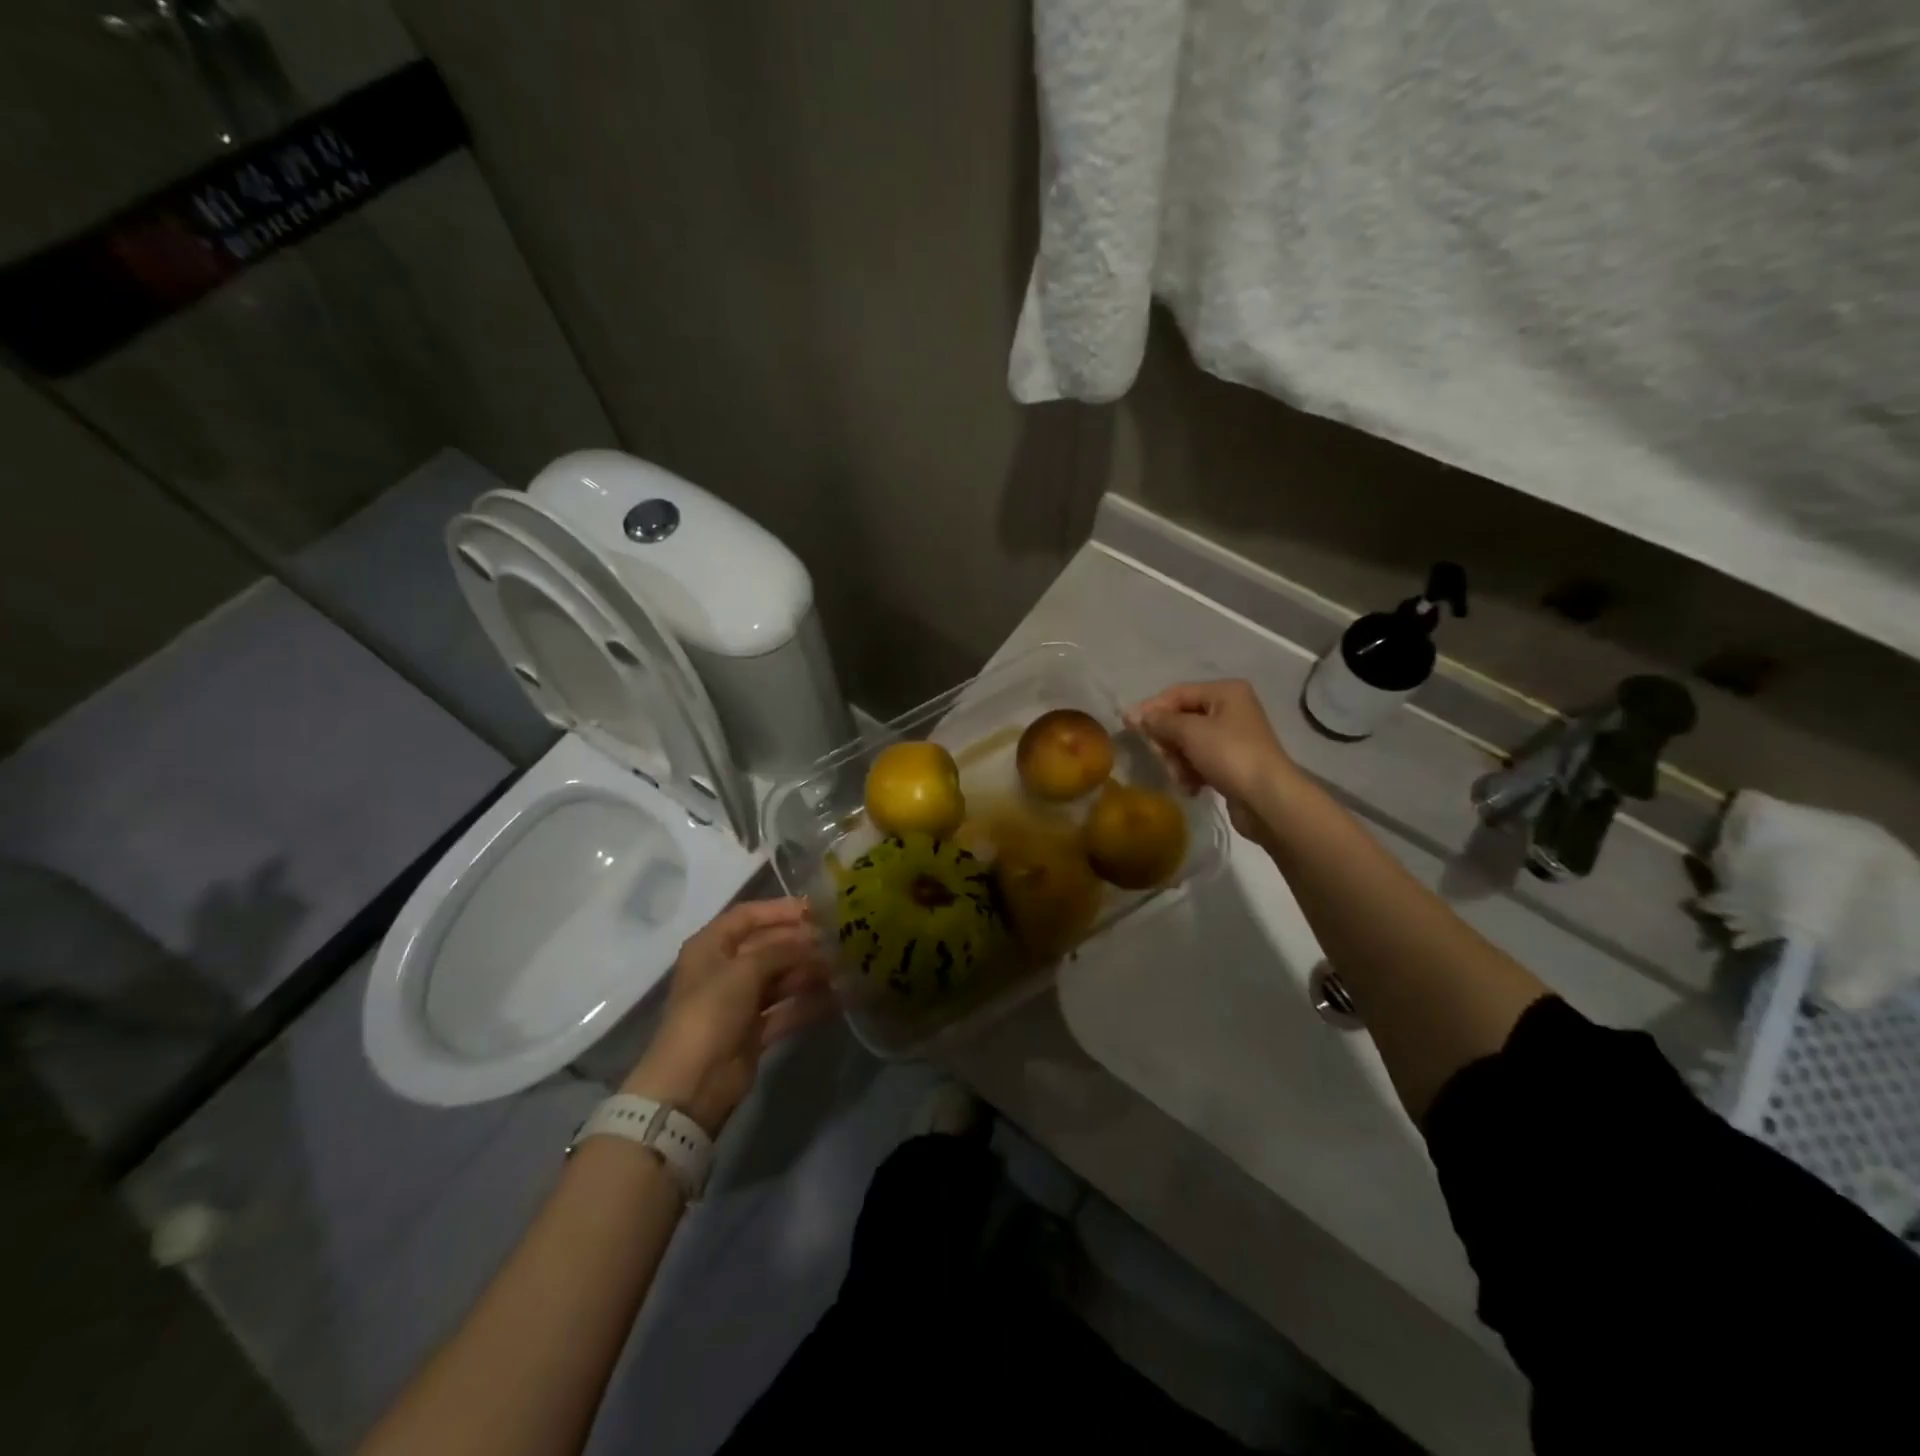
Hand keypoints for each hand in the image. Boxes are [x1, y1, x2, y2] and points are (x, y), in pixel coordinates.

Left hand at [623, 898, 835, 1135]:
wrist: (693, 1082)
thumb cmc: (712, 1011)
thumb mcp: (746, 970)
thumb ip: (782, 949)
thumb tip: (815, 939)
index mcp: (711, 946)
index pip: (748, 915)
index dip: (780, 909)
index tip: (817, 909)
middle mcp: (724, 968)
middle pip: (767, 946)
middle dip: (801, 943)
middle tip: (838, 940)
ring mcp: (739, 1001)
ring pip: (779, 977)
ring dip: (808, 972)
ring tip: (842, 967)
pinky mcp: (753, 1030)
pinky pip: (785, 1008)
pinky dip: (808, 1003)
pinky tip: (837, 998)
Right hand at [1130, 680, 1299, 841]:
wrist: (1268, 799)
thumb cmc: (1229, 755)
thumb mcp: (1190, 732)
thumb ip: (1159, 721)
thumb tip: (1132, 714)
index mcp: (1225, 692)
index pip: (1177, 693)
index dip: (1151, 708)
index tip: (1128, 727)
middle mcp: (1230, 709)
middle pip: (1181, 719)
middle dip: (1167, 741)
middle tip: (1161, 758)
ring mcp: (1233, 737)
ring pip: (1188, 743)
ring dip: (1177, 761)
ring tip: (1180, 778)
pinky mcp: (1232, 763)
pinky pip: (1200, 761)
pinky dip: (1191, 773)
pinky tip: (1192, 788)